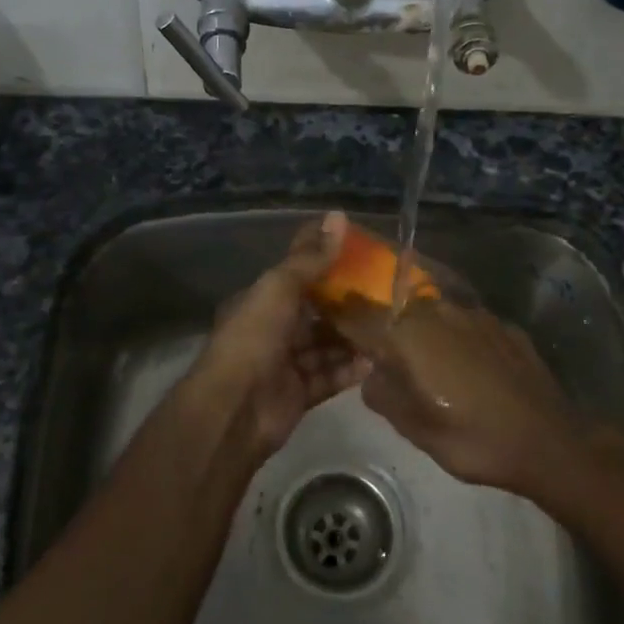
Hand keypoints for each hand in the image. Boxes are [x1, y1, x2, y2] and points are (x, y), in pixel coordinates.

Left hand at [180, 212, 370, 455]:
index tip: (362, 254)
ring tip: (389, 326)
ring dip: (352, 338)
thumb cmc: (255, 337)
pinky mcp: (299, 394)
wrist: (235, 408)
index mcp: (262, 300)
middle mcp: (273, 329)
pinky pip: (330, 377)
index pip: (297, 274)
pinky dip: (350, 370)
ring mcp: (286, 363)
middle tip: (385, 293)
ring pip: (325, 346)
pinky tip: (376, 361)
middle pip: (315, 312)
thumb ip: (311, 258)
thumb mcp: (280, 287)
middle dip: (346, 304)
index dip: (325, 263)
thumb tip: (338, 215)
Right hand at [341, 297, 582, 498]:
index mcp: (409, 336)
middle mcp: (438, 313)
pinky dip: (456, 338)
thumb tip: (371, 374)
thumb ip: (383, 395)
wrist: (548, 441)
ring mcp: (474, 315)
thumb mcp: (416, 430)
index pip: (360, 316)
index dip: (341, 317)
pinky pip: (465, 324)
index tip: (329, 321)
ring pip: (433, 313)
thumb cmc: (474, 440)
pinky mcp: (502, 325)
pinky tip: (465, 365)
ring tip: (425, 360)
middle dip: (383, 324)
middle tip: (379, 350)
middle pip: (396, 309)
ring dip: (421, 330)